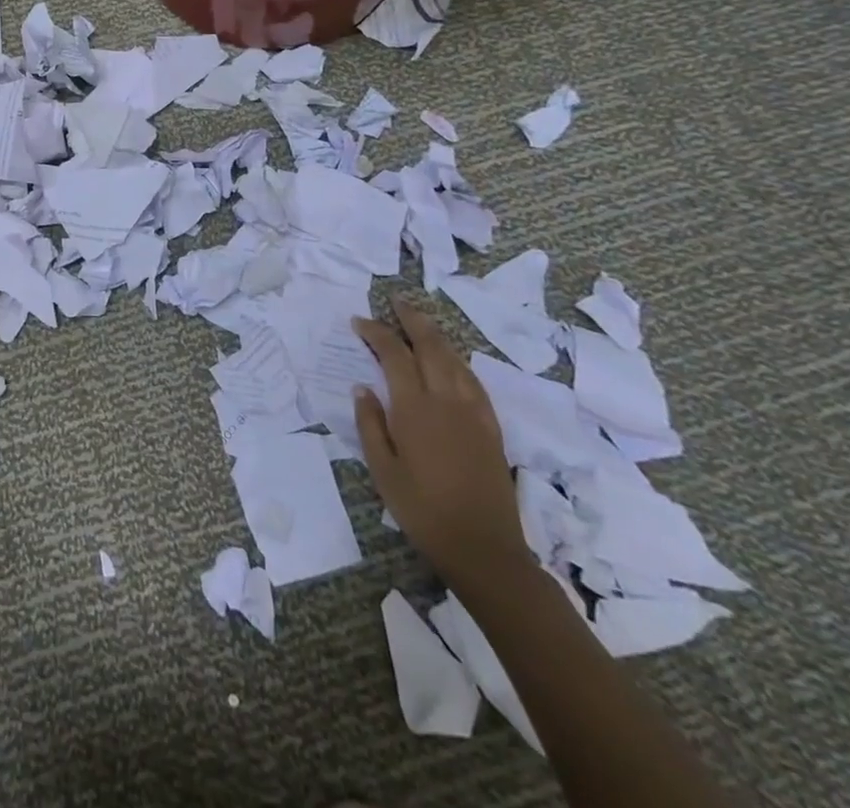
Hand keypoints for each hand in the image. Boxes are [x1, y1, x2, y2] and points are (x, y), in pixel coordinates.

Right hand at [354, 300, 528, 586]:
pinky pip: (473, 381)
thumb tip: (362, 388)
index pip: (394, 355)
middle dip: (412, 319)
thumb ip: (370, 423)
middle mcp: (446, 400)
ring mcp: (474, 412)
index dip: (376, 332)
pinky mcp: (491, 427)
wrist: (483, 548)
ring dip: (436, 335)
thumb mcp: (382, 469)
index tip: (358, 322)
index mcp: (415, 408)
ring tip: (420, 322)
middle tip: (395, 301)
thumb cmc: (421, 510)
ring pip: (455, 359)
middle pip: (431, 345)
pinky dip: (457, 361)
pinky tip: (451, 362)